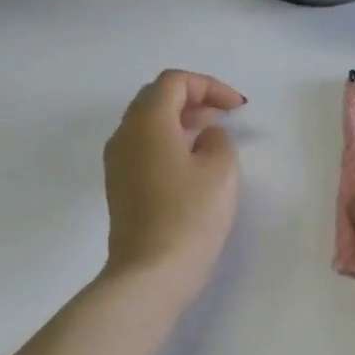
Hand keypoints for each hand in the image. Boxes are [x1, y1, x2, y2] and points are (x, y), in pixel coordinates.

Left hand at [102, 69, 244, 297]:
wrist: (151, 272)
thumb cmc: (190, 216)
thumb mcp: (220, 170)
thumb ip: (217, 139)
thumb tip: (204, 136)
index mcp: (147, 121)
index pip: (174, 82)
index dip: (209, 86)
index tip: (237, 108)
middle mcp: (124, 134)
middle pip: (156, 99)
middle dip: (193, 100)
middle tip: (224, 117)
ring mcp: (117, 162)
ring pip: (147, 125)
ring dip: (180, 123)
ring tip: (211, 139)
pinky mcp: (119, 187)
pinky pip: (143, 149)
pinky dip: (168, 144)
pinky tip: (191, 165)